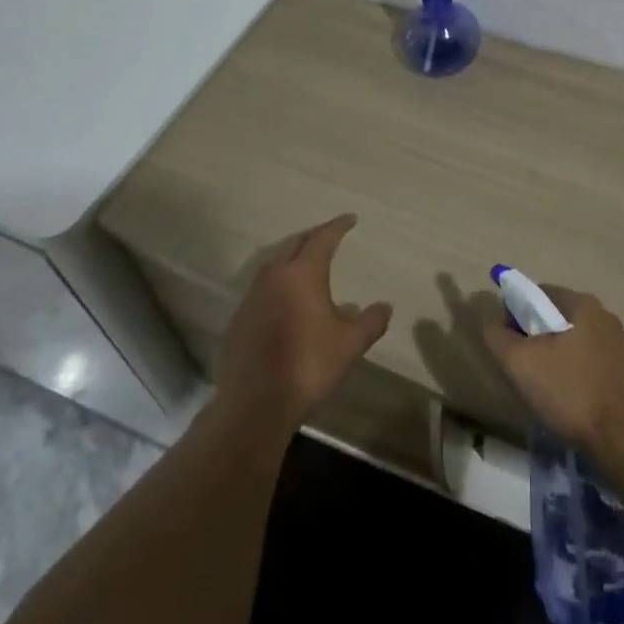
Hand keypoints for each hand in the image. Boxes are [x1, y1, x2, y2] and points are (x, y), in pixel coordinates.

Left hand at [216, 214, 392, 434]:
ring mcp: (251, 298)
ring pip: (273, 266)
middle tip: (328, 237)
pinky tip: (286, 303)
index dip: (338, 226)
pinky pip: (261, 290)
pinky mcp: (238, 320)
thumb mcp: (351, 344)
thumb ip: (370, 321)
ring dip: (291, 259)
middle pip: (294, 245)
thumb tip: (384, 306)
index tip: (350, 219)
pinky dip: (277, 286)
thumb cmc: (309, 365)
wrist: (255, 404)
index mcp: (302, 274)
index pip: (322, 239)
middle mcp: (274, 277)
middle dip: (313, 237)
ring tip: (306, 266)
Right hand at [481, 286, 623, 466]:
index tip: (507, 345)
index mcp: (582, 303)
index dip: (514, 314)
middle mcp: (603, 315)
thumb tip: (490, 321)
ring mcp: (618, 344)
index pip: (537, 293)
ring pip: (570, 342)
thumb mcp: (521, 363)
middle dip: (533, 339)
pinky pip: (587, 362)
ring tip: (543, 390)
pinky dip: (571, 374)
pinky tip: (567, 400)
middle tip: (521, 370)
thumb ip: (498, 336)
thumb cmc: (571, 392)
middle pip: (554, 317)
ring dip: (552, 358)